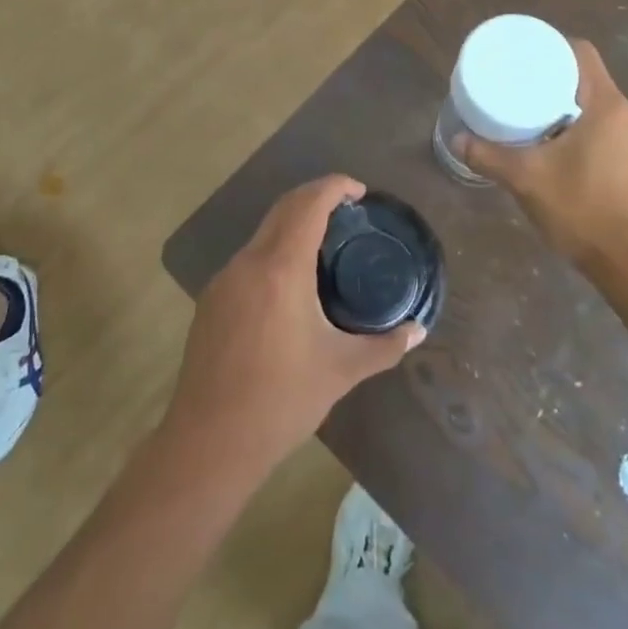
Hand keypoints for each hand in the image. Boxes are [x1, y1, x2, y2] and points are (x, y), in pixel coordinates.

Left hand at [164, 176, 424, 476]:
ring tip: (325, 244)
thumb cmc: (281, 401)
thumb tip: (418, 332)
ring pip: (263, 232)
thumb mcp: (340, 371)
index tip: (359, 190)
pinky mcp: (211, 300)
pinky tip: (290, 283)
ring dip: (293, 224)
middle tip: (348, 208)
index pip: (308, 204)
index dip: (334, 186)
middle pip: (283, 208)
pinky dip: (274, 250)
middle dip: (315, 197)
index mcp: (281, 268)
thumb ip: (384, 347)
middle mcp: (249, 262)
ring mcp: (224, 279)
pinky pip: (249, 258)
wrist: (209, 442)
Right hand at [457, 39, 627, 275]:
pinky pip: (602, 127)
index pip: (580, 52)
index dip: (550, 45)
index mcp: (606, 105)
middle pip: (586, 77)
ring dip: (563, 104)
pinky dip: (576, 125)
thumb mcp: (528, 180)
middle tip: (514, 83)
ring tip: (526, 112)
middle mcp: (626, 114)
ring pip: (594, 105)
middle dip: (550, 76)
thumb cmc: (586, 211)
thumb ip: (490, 156)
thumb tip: (457, 140)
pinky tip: (551, 144)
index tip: (520, 54)